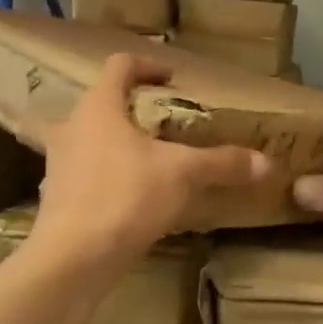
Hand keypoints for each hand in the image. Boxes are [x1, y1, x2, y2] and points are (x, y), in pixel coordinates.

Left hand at [31, 54, 271, 262]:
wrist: (73, 258)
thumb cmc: (126, 196)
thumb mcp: (183, 174)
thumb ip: (222, 163)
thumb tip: (266, 162)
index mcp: (99, 107)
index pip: (119, 66)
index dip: (147, 66)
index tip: (171, 80)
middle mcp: (72, 127)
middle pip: (100, 102)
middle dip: (130, 108)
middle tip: (162, 123)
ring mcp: (59, 163)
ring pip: (88, 139)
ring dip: (114, 143)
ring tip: (147, 159)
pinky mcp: (56, 197)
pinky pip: (84, 174)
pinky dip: (106, 176)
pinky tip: (130, 197)